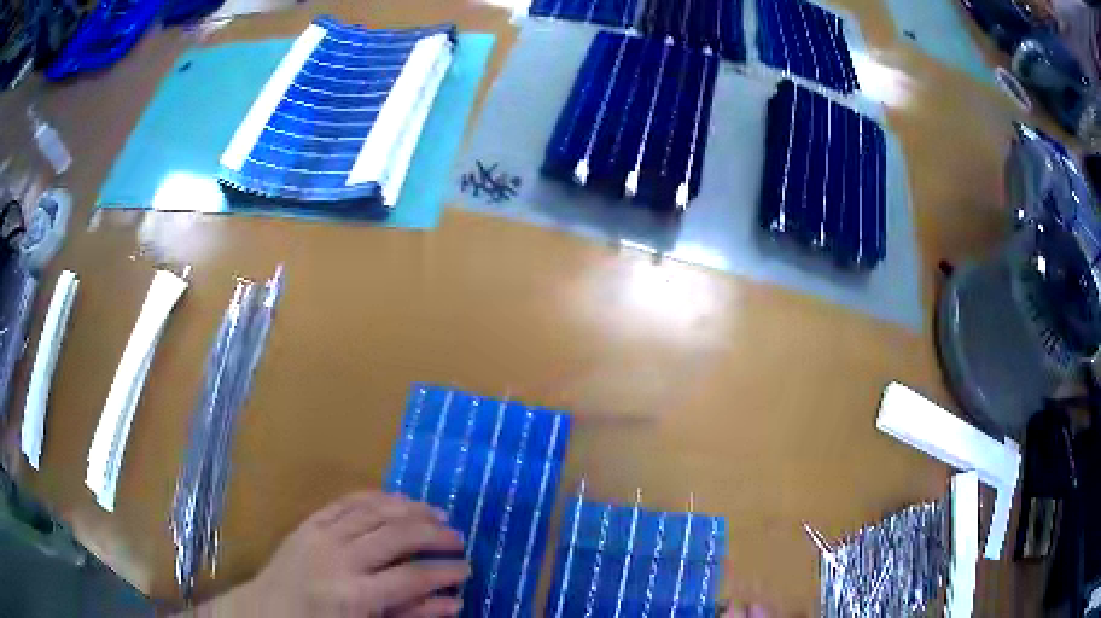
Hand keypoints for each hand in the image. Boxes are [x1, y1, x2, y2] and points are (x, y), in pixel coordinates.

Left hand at [200, 491, 468, 616]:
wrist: (266, 612)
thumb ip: (411, 616)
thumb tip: (453, 602)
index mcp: (354, 595)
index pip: (412, 576)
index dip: (445, 571)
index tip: (467, 569)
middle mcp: (340, 558)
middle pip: (397, 535)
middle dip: (434, 534)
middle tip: (458, 538)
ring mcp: (321, 535)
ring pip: (375, 510)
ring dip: (410, 508)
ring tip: (436, 512)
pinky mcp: (309, 523)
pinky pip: (347, 502)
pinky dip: (377, 498)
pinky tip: (397, 500)